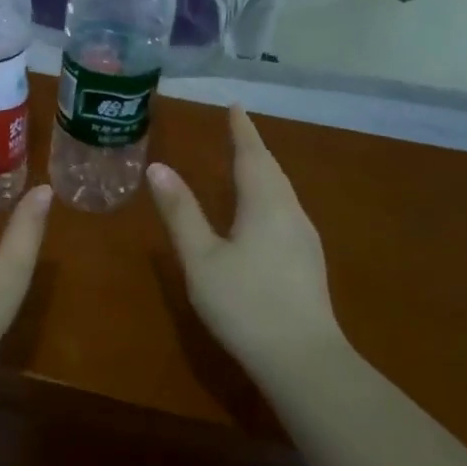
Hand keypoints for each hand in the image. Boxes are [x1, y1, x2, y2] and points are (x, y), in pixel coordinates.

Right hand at [147, 104, 338, 374]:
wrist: (302, 359)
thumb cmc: (244, 303)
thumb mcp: (201, 258)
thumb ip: (181, 212)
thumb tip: (159, 167)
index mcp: (266, 204)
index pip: (252, 154)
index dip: (241, 129)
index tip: (235, 105)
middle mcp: (291, 213)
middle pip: (272, 170)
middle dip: (253, 147)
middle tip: (236, 129)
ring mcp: (305, 239)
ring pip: (282, 191)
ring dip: (263, 171)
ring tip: (245, 162)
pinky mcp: (308, 261)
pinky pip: (285, 211)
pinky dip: (268, 195)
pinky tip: (260, 212)